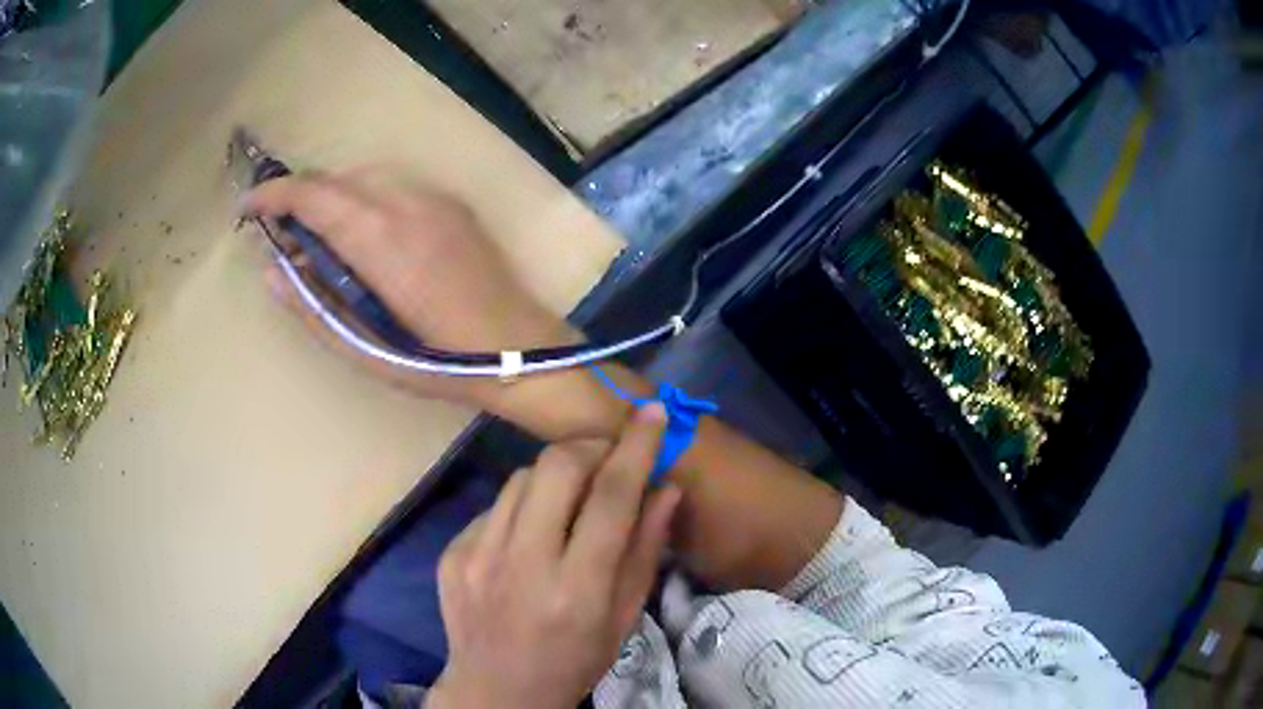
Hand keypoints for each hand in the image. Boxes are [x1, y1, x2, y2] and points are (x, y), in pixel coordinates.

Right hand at [243, 169, 574, 407]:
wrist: (522, 349)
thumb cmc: (442, 363)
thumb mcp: (368, 351)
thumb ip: (314, 310)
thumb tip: (272, 272)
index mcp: (382, 241)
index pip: (315, 197)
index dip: (275, 196)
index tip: (249, 209)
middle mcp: (408, 204)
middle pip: (337, 181)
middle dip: (301, 197)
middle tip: (280, 231)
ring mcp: (436, 200)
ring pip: (366, 178)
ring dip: (333, 197)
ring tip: (318, 236)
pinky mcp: (454, 205)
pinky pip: (395, 186)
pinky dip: (365, 198)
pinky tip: (364, 233)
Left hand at [428, 405, 680, 708]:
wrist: (496, 689)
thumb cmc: (574, 660)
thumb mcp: (623, 617)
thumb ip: (644, 551)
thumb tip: (666, 488)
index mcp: (576, 588)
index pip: (611, 498)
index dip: (636, 448)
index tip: (653, 413)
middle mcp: (522, 563)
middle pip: (556, 467)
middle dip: (589, 448)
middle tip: (606, 460)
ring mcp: (477, 554)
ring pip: (521, 477)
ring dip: (554, 477)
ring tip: (567, 504)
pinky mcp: (452, 552)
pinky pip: (495, 506)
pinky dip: (521, 508)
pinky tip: (527, 539)